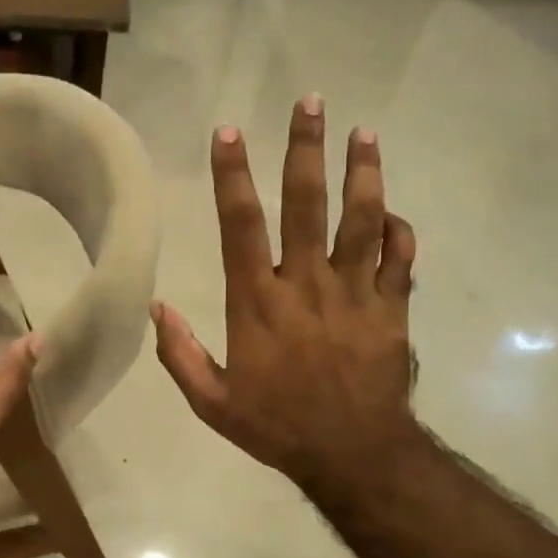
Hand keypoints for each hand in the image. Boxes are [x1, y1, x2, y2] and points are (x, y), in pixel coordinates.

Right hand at [151, 95, 417, 503]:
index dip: (233, 176)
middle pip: (306, 204)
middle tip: (311, 103)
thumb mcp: (212, 403)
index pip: (241, 226)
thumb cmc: (277, 427)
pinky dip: (400, 232)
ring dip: (363, 173)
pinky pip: (401, 260)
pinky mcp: (392, 309)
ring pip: (362, 220)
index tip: (229, 133)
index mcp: (258, 303)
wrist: (353, 455)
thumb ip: (180, 355)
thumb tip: (156, 308)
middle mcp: (306, 284)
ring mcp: (355, 293)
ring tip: (364, 134)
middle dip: (306, 150)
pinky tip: (395, 214)